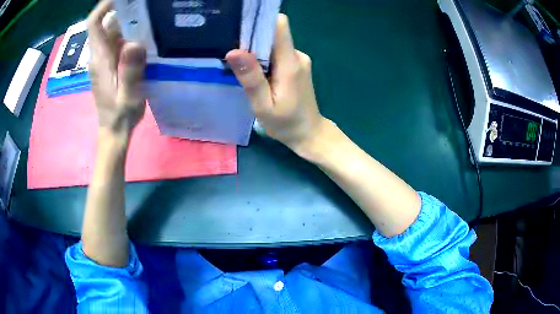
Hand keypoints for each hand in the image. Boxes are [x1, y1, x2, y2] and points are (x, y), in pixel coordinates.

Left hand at [88, 0, 145, 138]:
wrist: (114, 131)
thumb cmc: (120, 115)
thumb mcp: (128, 96)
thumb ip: (130, 71)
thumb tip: (134, 43)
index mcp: (100, 59)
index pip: (95, 24)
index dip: (105, 6)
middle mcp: (99, 55)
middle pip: (106, 24)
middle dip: (124, 10)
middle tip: (147, 7)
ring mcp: (103, 60)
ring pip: (113, 32)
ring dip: (129, 23)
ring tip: (151, 19)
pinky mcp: (109, 65)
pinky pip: (117, 43)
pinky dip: (129, 35)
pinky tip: (144, 38)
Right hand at [226, 14, 326, 154]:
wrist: (309, 134)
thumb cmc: (286, 124)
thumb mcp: (263, 106)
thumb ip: (251, 78)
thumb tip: (234, 51)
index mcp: (290, 63)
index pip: (279, 26)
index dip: (260, 22)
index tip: (241, 28)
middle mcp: (297, 55)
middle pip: (273, 34)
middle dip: (253, 41)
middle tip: (236, 57)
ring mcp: (298, 59)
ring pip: (273, 44)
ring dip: (257, 53)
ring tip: (245, 70)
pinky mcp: (296, 65)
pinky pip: (277, 53)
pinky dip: (265, 60)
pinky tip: (257, 75)